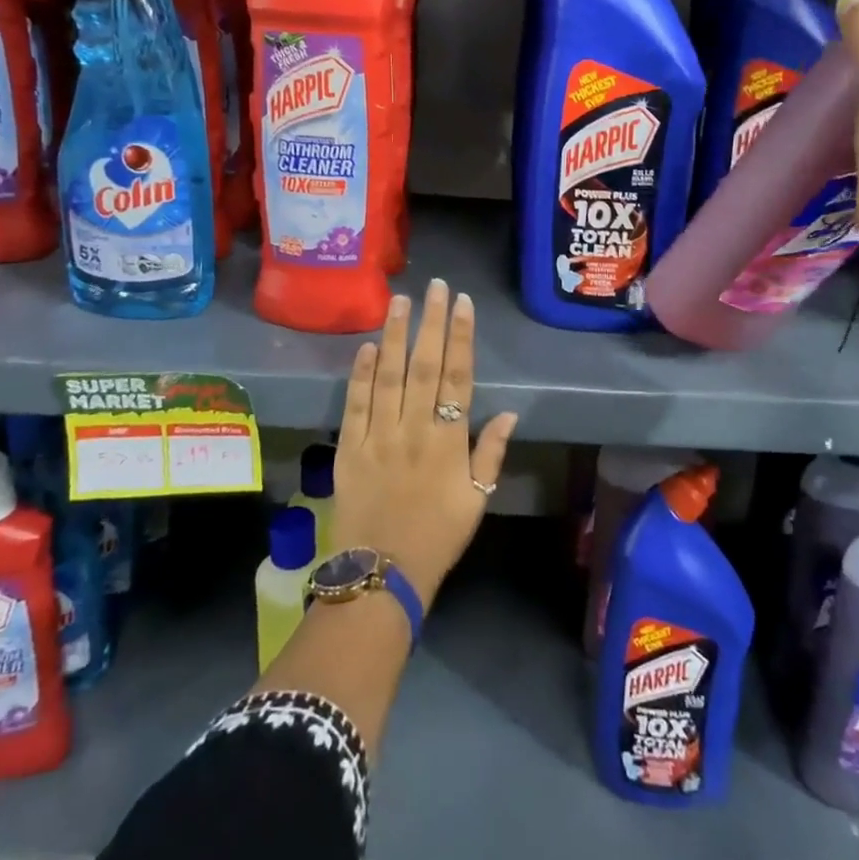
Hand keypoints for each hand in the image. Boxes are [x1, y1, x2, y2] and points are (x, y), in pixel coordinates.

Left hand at [332, 280, 519, 607]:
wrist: (383, 573)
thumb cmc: (438, 537)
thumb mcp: (477, 500)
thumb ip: (491, 453)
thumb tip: (509, 411)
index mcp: (448, 441)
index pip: (457, 377)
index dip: (460, 337)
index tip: (462, 304)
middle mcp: (414, 429)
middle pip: (423, 366)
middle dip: (430, 323)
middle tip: (434, 286)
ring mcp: (378, 436)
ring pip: (387, 376)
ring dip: (394, 335)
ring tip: (399, 301)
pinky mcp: (349, 448)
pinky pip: (355, 404)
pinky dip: (360, 374)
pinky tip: (366, 346)